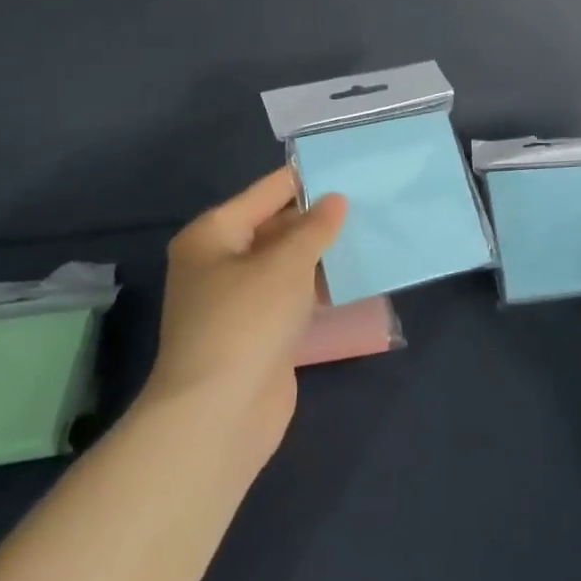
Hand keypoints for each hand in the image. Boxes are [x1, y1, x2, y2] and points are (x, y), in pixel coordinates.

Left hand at [145, 168, 346, 459]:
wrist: (219, 415)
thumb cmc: (247, 321)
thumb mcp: (285, 264)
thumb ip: (314, 228)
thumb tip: (335, 200)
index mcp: (212, 235)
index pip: (265, 193)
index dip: (303, 180)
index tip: (345, 165)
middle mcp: (219, 262)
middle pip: (274, 227)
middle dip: (316, 218)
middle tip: (366, 200)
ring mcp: (237, 301)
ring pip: (285, 264)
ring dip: (320, 254)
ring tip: (368, 232)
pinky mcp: (256, 333)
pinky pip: (290, 296)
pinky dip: (316, 287)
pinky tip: (352, 276)